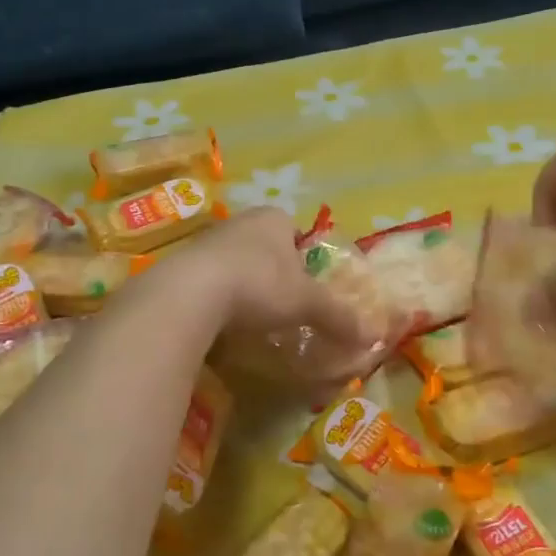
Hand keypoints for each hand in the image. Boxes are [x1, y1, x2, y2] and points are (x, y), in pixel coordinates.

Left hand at [180, 207, 364, 343]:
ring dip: (245, 287)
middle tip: (284, 305)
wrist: (189, 295)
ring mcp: (206, 242)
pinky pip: (209, 282)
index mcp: (273, 218)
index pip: (296, 230)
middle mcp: (240, 222)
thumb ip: (339, 317)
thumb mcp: (307, 303)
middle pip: (265, 247)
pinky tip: (223, 325)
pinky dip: (218, 300)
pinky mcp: (181, 266)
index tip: (308, 286)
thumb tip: (374, 336)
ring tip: (253, 319)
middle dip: (275, 273)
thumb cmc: (259, 285)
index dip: (305, 257)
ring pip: (236, 263)